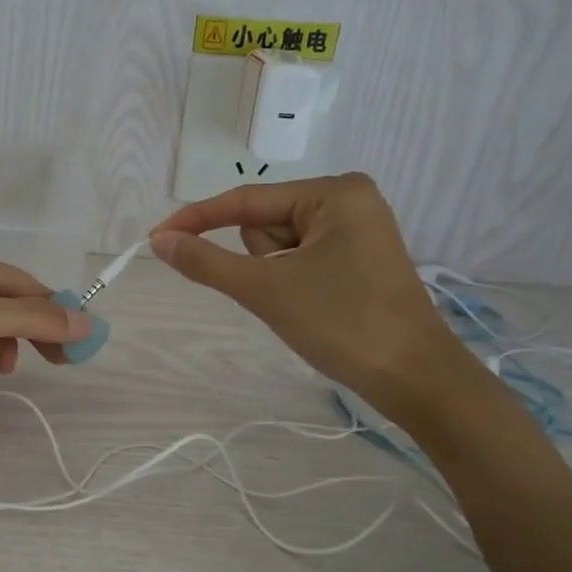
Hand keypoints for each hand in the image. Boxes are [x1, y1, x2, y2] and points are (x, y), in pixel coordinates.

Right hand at [149, 174, 473, 423]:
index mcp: (335, 192)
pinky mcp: (359, 259)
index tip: (156, 239)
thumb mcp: (267, 289)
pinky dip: (292, 283)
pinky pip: (301, 260)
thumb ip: (207, 262)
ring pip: (279, 246)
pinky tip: (315, 307)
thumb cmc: (343, 324)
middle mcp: (348, 200)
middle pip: (264, 223)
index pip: (247, 200)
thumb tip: (160, 242)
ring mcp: (357, 230)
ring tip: (305, 304)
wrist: (415, 378)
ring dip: (275, 276)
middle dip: (260, 261)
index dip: (197, 219)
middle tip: (286, 293)